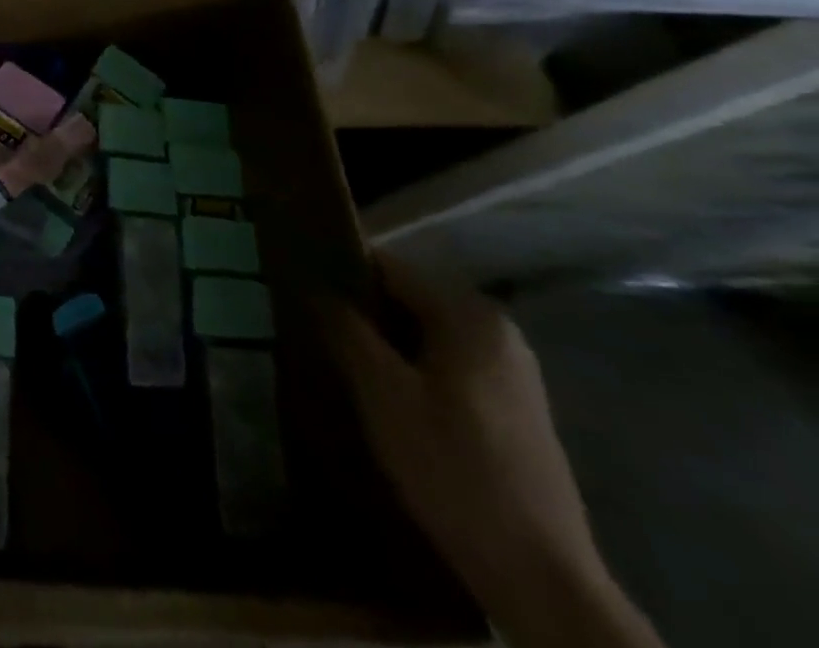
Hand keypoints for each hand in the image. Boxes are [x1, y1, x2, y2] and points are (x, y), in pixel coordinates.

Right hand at [325, 256, 663, 647]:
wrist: (539, 575)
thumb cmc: (452, 466)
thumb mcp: (382, 391)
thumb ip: (346, 329)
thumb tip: (318, 288)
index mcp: (469, 315)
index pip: (388, 267)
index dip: (341, 271)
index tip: (301, 286)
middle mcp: (497, 331)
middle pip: (409, 299)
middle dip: (362, 311)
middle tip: (315, 328)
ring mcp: (512, 372)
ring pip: (426, 334)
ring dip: (385, 343)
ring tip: (341, 360)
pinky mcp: (513, 408)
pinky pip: (447, 364)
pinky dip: (413, 368)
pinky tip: (385, 396)